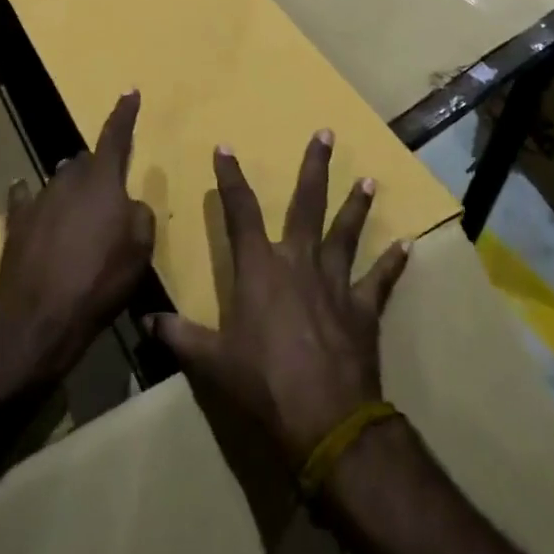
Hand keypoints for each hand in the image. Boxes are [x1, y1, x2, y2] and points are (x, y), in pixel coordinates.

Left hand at [0, 90, 155, 384]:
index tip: (130, 91)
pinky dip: (33, 200)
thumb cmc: (100, 280)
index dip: (125, 114)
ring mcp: (39, 199)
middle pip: (85, 162)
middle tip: (108, 195)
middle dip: (98, 170)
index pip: (116, 137)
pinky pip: (26, 201)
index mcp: (103, 181)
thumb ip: (140, 215)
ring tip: (79, 217)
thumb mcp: (140, 249)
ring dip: (71, 192)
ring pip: (60, 182)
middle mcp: (69, 180)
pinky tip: (28, 199)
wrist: (40, 317)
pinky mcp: (16, 223)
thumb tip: (128, 205)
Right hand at [151, 131, 409, 466]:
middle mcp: (299, 262)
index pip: (240, 212)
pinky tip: (408, 245)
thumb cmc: (263, 383)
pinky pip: (381, 280)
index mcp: (260, 268)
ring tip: (369, 179)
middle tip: (327, 134)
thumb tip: (145, 320)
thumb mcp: (211, 362)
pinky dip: (394, 263)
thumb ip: (179, 336)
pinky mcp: (363, 308)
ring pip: (346, 232)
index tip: (226, 148)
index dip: (230, 178)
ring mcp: (336, 282)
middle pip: (307, 204)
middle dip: (315, 168)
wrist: (324, 419)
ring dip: (357, 205)